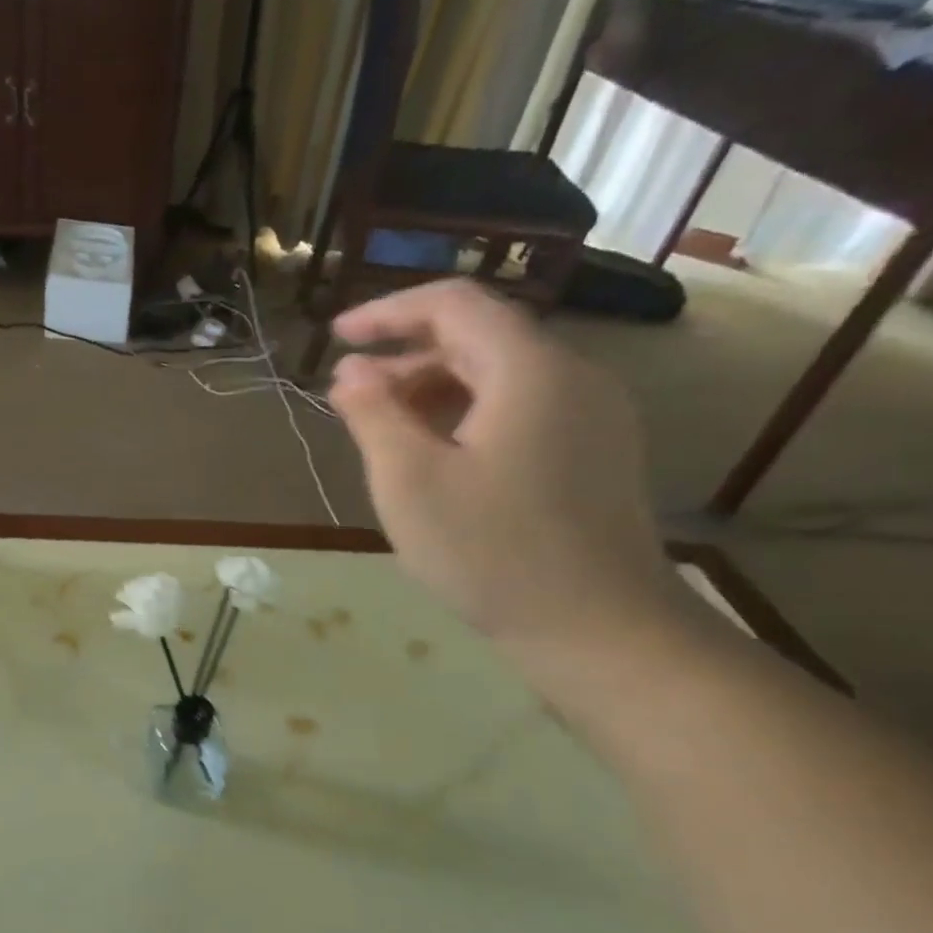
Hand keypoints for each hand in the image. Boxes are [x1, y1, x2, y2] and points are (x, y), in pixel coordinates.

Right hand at [327, 280, 680, 664]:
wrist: (597, 627)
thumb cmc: (491, 552)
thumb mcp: (410, 482)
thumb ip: (374, 415)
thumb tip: (350, 371)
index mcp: (528, 369)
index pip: (454, 304)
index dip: (387, 312)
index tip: (336, 337)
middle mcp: (572, 375)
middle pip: (479, 338)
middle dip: (406, 358)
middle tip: (349, 398)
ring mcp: (593, 415)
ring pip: (501, 377)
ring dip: (434, 390)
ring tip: (384, 431)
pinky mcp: (595, 452)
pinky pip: (522, 410)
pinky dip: (468, 416)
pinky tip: (437, 459)